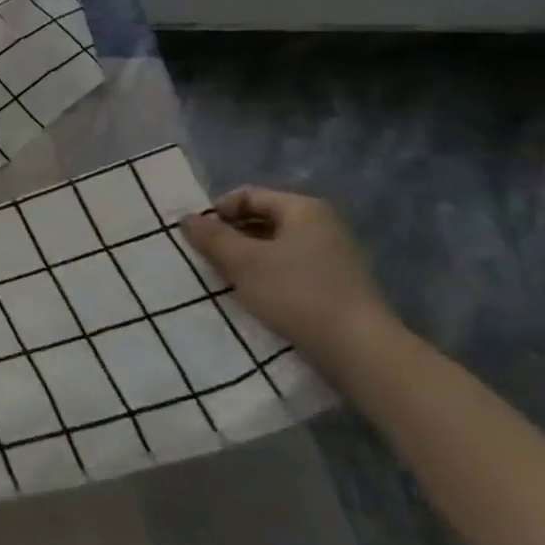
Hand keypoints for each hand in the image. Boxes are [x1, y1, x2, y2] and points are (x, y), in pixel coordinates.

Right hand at [180, 187, 400, 371]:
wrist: (358, 348)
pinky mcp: (335, 283)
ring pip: (274, 245)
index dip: (218, 211)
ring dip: (246, 256)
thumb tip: (186, 218)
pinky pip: (289, 266)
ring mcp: (333, 255)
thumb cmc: (296, 292)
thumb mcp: (242, 261)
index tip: (199, 236)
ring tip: (227, 277)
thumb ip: (211, 236)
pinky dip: (266, 273)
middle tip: (207, 256)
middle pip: (262, 218)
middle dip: (231, 235)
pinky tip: (254, 292)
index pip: (248, 195)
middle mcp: (322, 225)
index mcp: (303, 209)